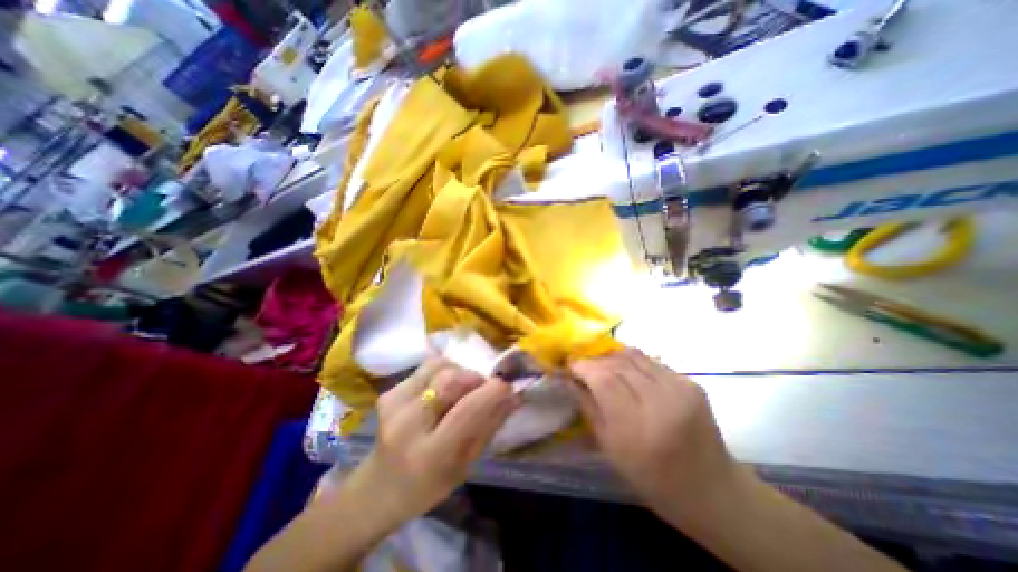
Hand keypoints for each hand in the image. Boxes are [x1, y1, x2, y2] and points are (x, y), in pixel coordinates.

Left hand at [347, 360, 517, 525]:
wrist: (378, 488)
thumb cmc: (429, 485)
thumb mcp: (466, 465)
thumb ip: (490, 426)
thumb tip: (514, 395)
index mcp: (430, 455)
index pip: (467, 411)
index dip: (491, 392)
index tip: (507, 385)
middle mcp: (407, 424)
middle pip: (451, 380)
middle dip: (475, 379)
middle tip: (483, 390)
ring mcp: (393, 403)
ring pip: (440, 367)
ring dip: (460, 373)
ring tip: (461, 392)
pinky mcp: (389, 391)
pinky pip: (428, 367)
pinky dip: (445, 371)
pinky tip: (443, 390)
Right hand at [572, 348, 731, 522]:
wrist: (711, 489)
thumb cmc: (651, 477)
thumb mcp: (610, 447)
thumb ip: (588, 406)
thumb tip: (569, 378)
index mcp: (638, 426)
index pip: (604, 379)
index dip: (583, 366)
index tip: (570, 364)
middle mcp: (662, 401)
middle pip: (618, 363)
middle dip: (595, 360)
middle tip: (584, 365)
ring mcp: (680, 388)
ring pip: (635, 356)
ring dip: (612, 357)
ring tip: (602, 366)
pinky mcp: (691, 383)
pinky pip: (652, 362)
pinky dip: (632, 363)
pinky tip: (628, 374)